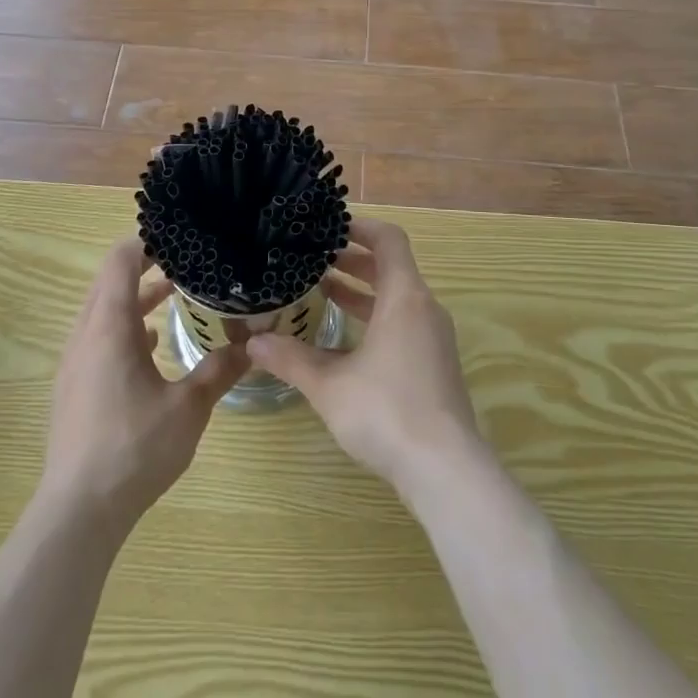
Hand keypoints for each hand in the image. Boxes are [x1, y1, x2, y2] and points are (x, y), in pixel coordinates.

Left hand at [42, 238, 247, 525]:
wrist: (78, 511)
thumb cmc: (134, 448)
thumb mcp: (188, 406)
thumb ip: (220, 369)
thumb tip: (253, 343)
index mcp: (109, 327)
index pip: (121, 261)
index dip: (147, 243)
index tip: (179, 240)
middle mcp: (86, 336)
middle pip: (110, 282)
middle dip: (145, 267)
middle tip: (184, 263)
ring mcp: (75, 363)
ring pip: (102, 311)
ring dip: (135, 299)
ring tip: (173, 297)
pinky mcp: (73, 388)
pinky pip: (98, 338)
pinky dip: (124, 328)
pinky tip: (151, 346)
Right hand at [246, 217, 487, 501]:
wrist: (445, 470)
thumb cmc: (386, 412)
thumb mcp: (329, 384)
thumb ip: (291, 359)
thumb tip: (252, 342)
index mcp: (404, 298)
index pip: (389, 240)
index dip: (360, 227)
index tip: (328, 229)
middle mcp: (424, 309)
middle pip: (391, 268)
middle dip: (354, 261)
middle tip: (315, 261)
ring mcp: (434, 339)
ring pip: (397, 298)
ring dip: (363, 292)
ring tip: (324, 292)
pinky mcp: (435, 365)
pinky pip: (404, 323)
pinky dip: (376, 318)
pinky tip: (345, 341)